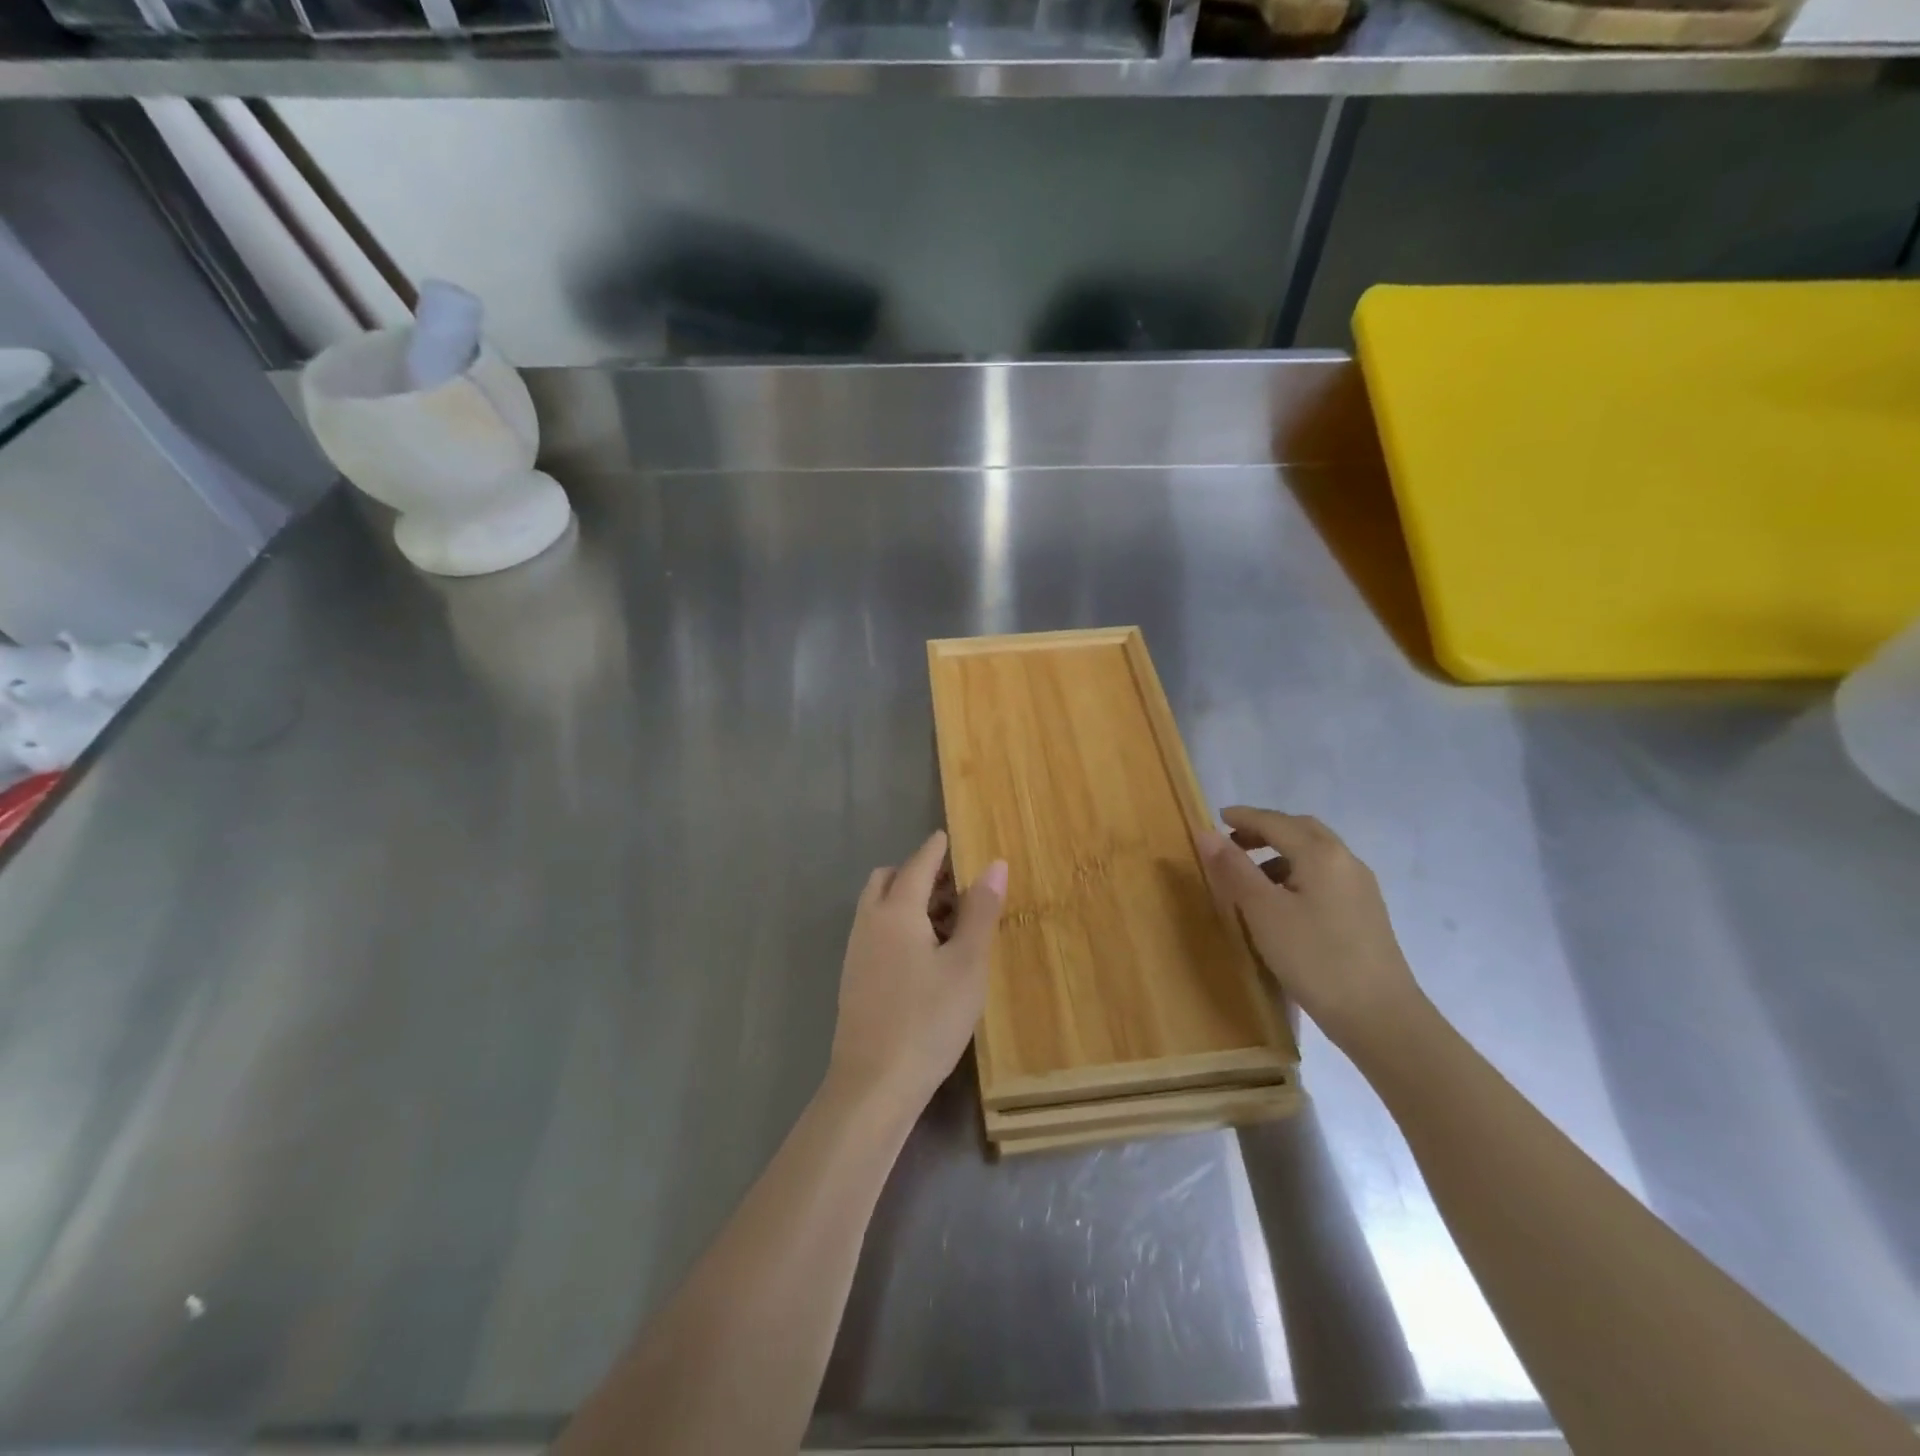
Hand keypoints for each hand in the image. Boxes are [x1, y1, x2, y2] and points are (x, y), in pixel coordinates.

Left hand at [827, 830, 1007, 1119]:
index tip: (950, 836)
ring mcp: (857, 951)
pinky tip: (925, 955)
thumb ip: (980, 911)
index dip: (937, 848)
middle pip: (890, 879)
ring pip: (880, 906)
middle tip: (955, 886)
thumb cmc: (928, 1019)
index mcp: (896, 910)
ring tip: (948, 923)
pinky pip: (876, 931)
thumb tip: (994, 864)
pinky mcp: (854, 977)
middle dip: (919, 873)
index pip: (918, 863)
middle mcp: (870, 922)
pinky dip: (898, 925)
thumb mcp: (967, 964)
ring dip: (909, 900)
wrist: (873, 1084)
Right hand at [1198, 806, 1427, 1058]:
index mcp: (1321, 854)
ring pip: (1316, 854)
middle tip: (1233, 841)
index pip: (1275, 822)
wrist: (1380, 1017)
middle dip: (1266, 829)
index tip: (1217, 817)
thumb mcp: (1263, 912)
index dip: (1244, 817)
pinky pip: (1326, 875)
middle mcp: (1346, 861)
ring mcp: (1361, 888)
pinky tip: (1283, 902)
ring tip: (1252, 875)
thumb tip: (1206, 833)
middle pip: (1302, 830)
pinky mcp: (1366, 913)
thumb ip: (1234, 869)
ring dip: (1282, 852)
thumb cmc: (1315, 958)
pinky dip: (1298, 872)